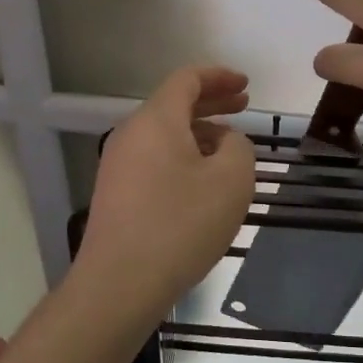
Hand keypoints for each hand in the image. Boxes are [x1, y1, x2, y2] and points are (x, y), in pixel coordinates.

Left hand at [75, 65, 255, 315]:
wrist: (119, 285)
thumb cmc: (181, 225)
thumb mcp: (231, 180)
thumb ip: (239, 147)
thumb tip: (225, 142)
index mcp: (156, 120)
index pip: (187, 80)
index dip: (219, 77)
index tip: (246, 84)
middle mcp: (131, 134)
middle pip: (174, 104)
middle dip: (212, 102)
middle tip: (244, 106)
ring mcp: (118, 165)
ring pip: (164, 134)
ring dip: (199, 132)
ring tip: (229, 148)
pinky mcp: (116, 194)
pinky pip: (154, 159)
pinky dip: (183, 155)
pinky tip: (202, 180)